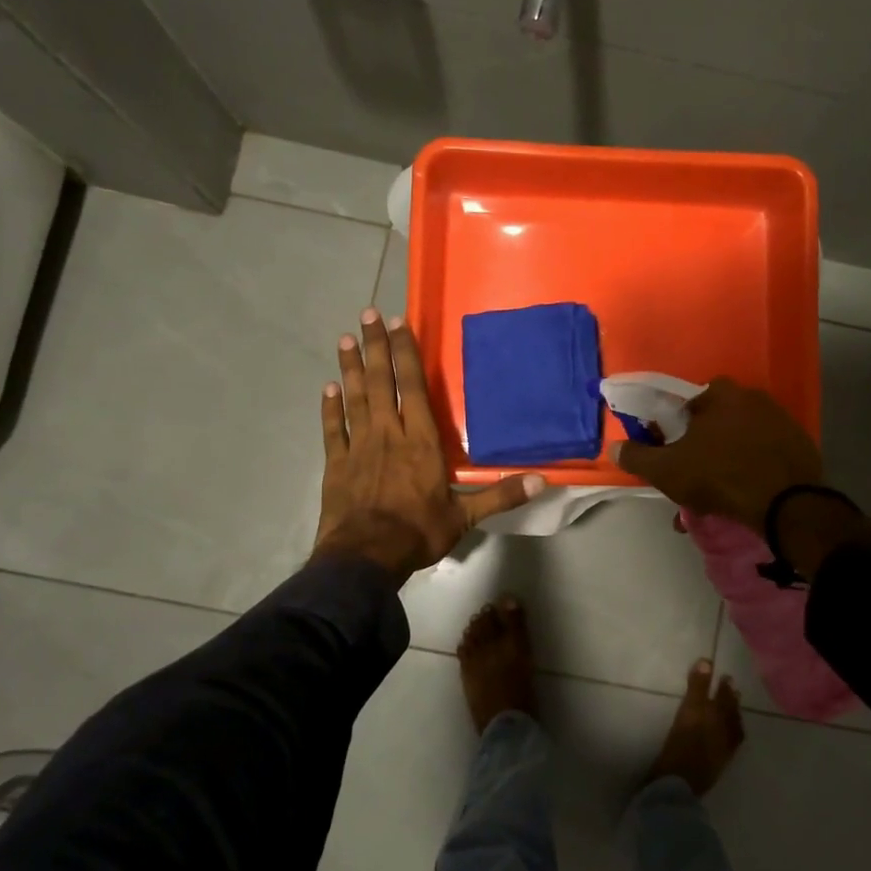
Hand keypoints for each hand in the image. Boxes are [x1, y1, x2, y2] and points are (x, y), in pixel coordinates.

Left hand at [315, 309, 543, 579]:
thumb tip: (542, 481)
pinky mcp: (337, 464)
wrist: (365, 558)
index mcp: (421, 441)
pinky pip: (334, 429)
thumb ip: (501, 495)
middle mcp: (388, 434)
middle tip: (368, 313)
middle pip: (381, 382)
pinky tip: (328, 388)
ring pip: (355, 398)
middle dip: (376, 346)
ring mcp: (359, 447)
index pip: (413, 387)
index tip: (398, 324)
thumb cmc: (418, 532)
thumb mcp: (465, 516)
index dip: (405, 353)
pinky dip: (331, 408)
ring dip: (351, 367)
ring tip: (346, 338)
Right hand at [608, 377, 823, 534]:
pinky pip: (763, 455)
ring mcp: (780, 420)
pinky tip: (741, 497)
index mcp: (720, 393)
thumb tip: (614, 447)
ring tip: (713, 497)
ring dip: (723, 463)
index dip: (672, 427)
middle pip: (714, 422)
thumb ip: (637, 456)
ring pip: (738, 442)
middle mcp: (753, 397)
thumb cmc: (718, 476)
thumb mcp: (666, 470)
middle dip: (699, 447)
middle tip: (690, 477)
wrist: (785, 504)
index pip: (686, 402)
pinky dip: (750, 471)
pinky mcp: (799, 446)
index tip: (668, 451)